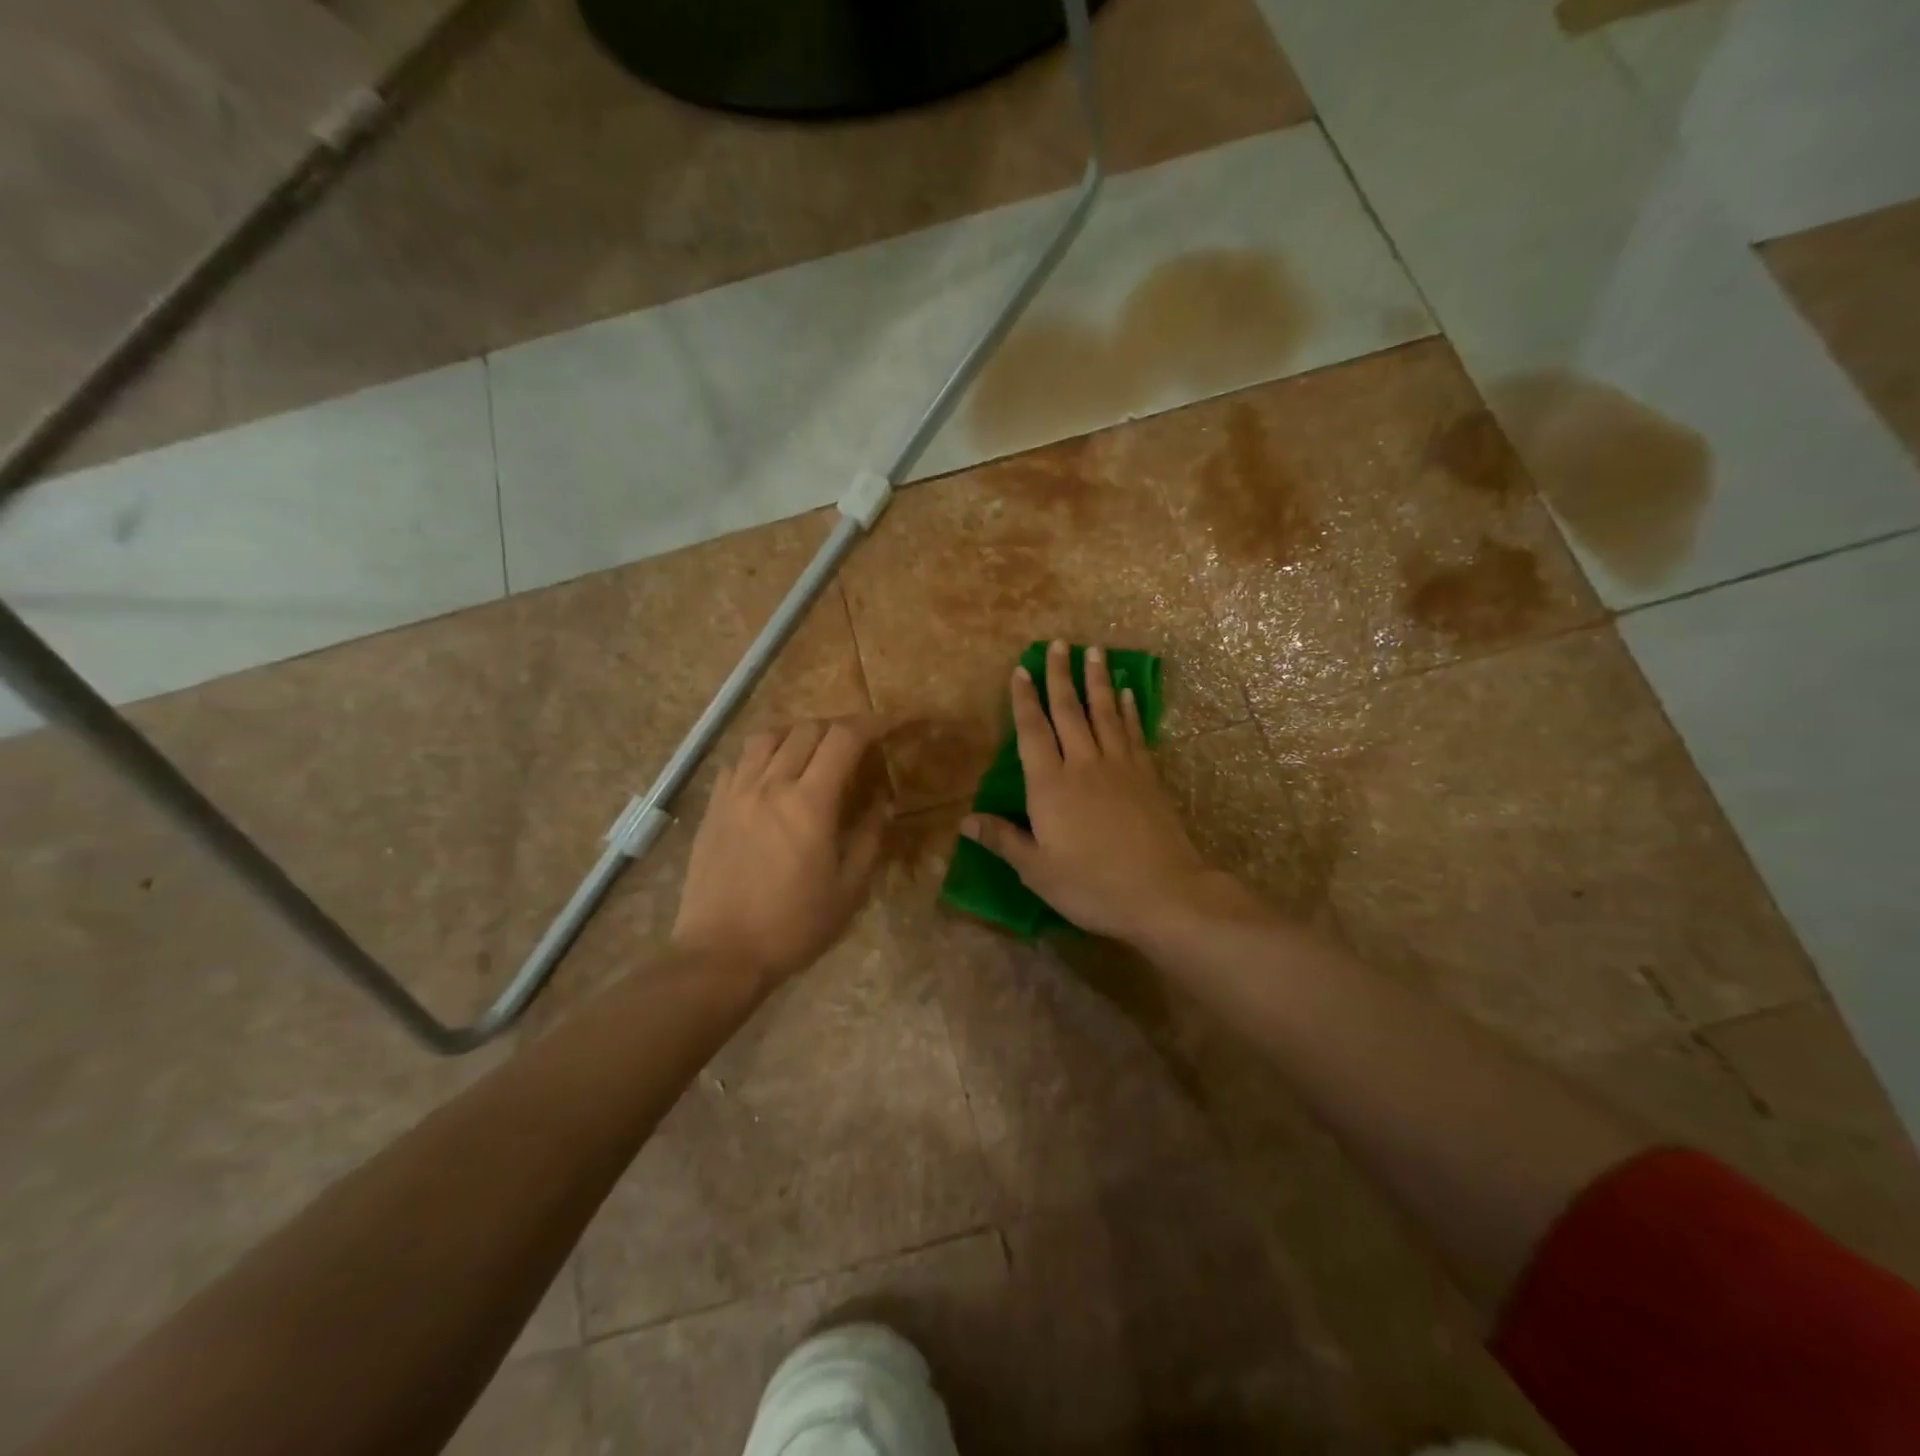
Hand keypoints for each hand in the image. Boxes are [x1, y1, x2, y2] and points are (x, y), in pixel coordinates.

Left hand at [673, 717, 893, 985]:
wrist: (721, 954)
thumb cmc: (793, 926)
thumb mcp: (849, 889)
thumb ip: (869, 838)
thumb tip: (883, 803)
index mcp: (809, 803)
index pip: (844, 739)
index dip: (872, 723)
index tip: (890, 725)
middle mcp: (770, 785)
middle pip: (807, 729)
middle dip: (838, 728)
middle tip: (856, 746)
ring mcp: (736, 794)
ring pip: (768, 737)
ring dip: (798, 734)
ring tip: (813, 752)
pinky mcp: (713, 808)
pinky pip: (740, 762)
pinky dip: (763, 755)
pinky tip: (771, 776)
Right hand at [960, 641, 1240, 943]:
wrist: (1162, 892)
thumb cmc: (1091, 885)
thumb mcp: (1037, 870)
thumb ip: (1003, 839)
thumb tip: (965, 820)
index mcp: (1050, 785)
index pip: (1033, 732)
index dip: (1024, 700)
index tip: (1020, 670)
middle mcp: (1083, 764)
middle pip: (1068, 711)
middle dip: (1060, 676)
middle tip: (1057, 644)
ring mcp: (1120, 766)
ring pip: (1103, 712)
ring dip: (1096, 680)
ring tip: (1094, 651)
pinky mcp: (1147, 775)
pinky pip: (1133, 732)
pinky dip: (1128, 709)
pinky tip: (1126, 693)